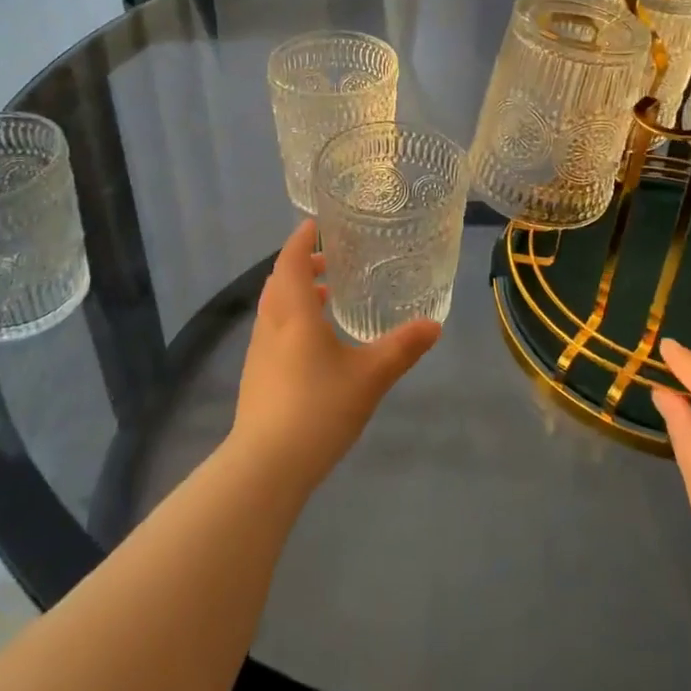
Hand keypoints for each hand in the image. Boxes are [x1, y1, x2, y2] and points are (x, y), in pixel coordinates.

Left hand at [229, 220, 440, 495]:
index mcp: (294, 313)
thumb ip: (402, 348)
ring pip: (274, 308)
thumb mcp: (370, 376)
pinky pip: (273, 331)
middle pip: (279, 281)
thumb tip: (434, 324)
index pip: (291, 261)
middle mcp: (271, 325)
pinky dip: (291, 319)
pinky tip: (315, 344)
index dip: (301, 239)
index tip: (315, 224)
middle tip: (330, 259)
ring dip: (296, 293)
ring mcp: (258, 353)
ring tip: (326, 296)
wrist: (265, 467)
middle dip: (301, 265)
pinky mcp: (256, 377)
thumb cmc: (318, 408)